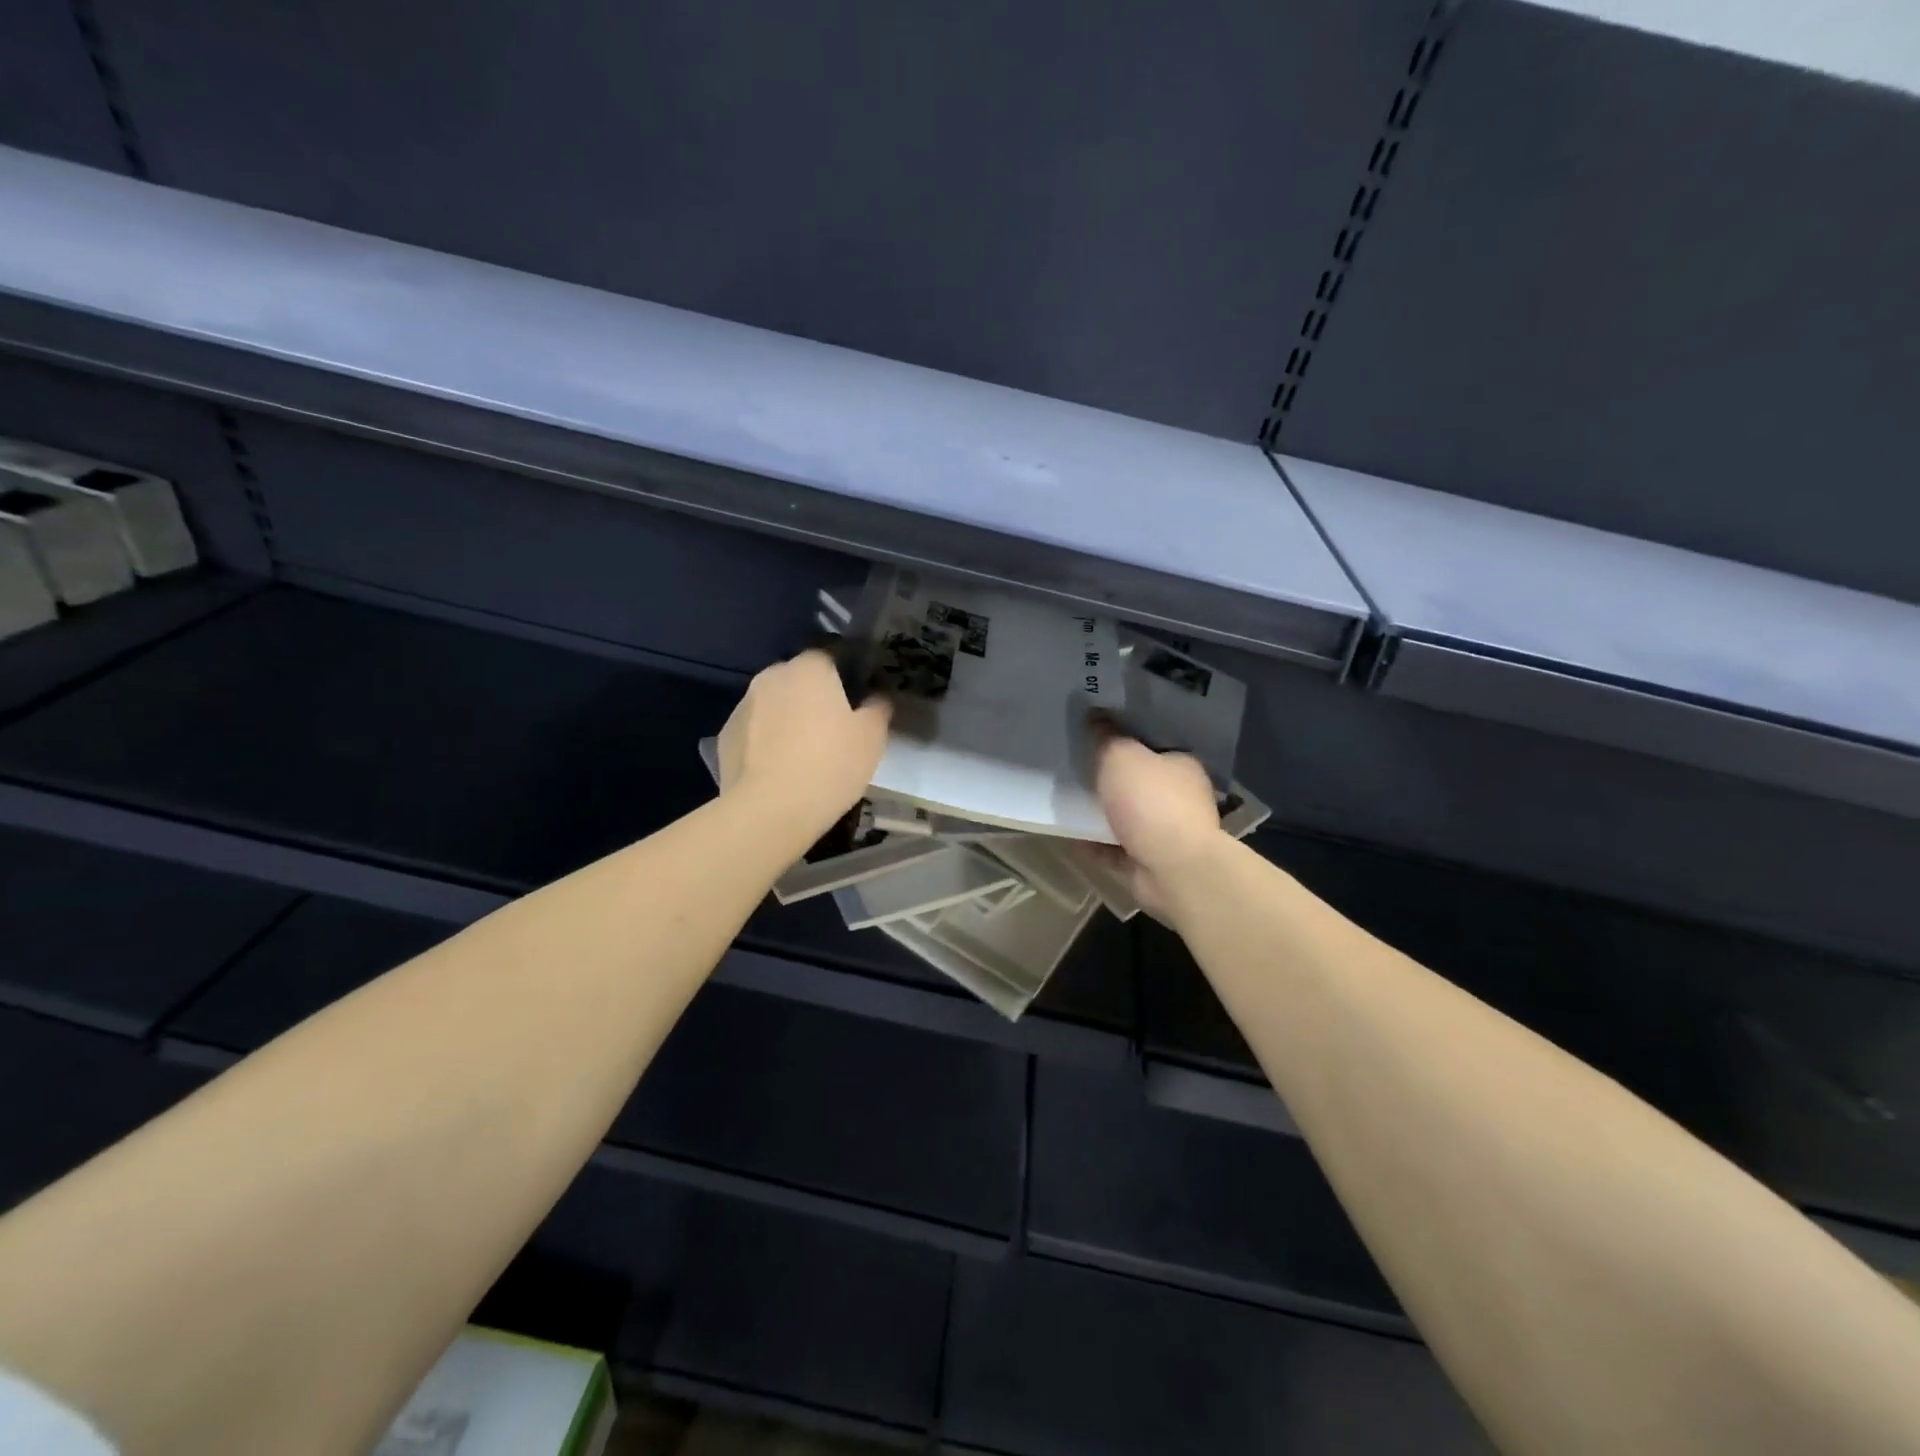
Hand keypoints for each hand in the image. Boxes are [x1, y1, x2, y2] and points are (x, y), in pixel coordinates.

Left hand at [717, 650, 890, 841]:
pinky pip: (753, 732)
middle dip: (810, 698)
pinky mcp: (725, 736)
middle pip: (796, 680)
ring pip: (772, 705)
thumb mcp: (872, 738)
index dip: (840, 679)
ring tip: (801, 755)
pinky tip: (777, 770)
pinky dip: (764, 743)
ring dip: (785, 720)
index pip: (827, 658)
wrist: (771, 809)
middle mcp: (771, 677)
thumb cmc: (830, 764)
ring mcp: (743, 706)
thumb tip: (875, 698)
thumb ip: (877, 709)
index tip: (851, 705)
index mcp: (809, 668)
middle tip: (829, 731)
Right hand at [1085, 733, 1224, 920]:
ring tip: (1069, 801)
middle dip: (1113, 779)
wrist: (1173, 869)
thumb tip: (1095, 714)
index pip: (1155, 747)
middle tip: (1078, 767)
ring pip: (1129, 818)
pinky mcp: (1150, 864)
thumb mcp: (1121, 757)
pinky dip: (1095, 844)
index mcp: (1182, 767)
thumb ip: (1106, 736)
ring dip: (1103, 813)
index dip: (1127, 740)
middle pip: (1141, 783)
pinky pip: (1116, 849)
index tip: (1098, 736)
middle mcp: (1181, 799)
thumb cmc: (1152, 802)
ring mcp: (1167, 835)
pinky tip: (1069, 836)